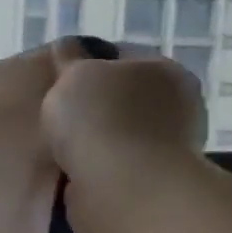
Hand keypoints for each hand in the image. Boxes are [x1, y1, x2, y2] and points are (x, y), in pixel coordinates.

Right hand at [42, 38, 206, 191]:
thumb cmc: (99, 119)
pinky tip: (73, 164)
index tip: (55, 78)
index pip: (120, 55)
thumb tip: (69, 47)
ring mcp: (171, 142)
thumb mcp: (73, 75)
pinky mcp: (155, 176)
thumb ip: (69, 58)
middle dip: (92, 101)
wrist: (123, 185)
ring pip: (121, 128)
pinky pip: (118, 159)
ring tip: (59, 142)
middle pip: (123, 93)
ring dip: (95, 134)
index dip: (84, 62)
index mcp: (163, 69)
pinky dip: (98, 160)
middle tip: (54, 110)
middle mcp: (177, 101)